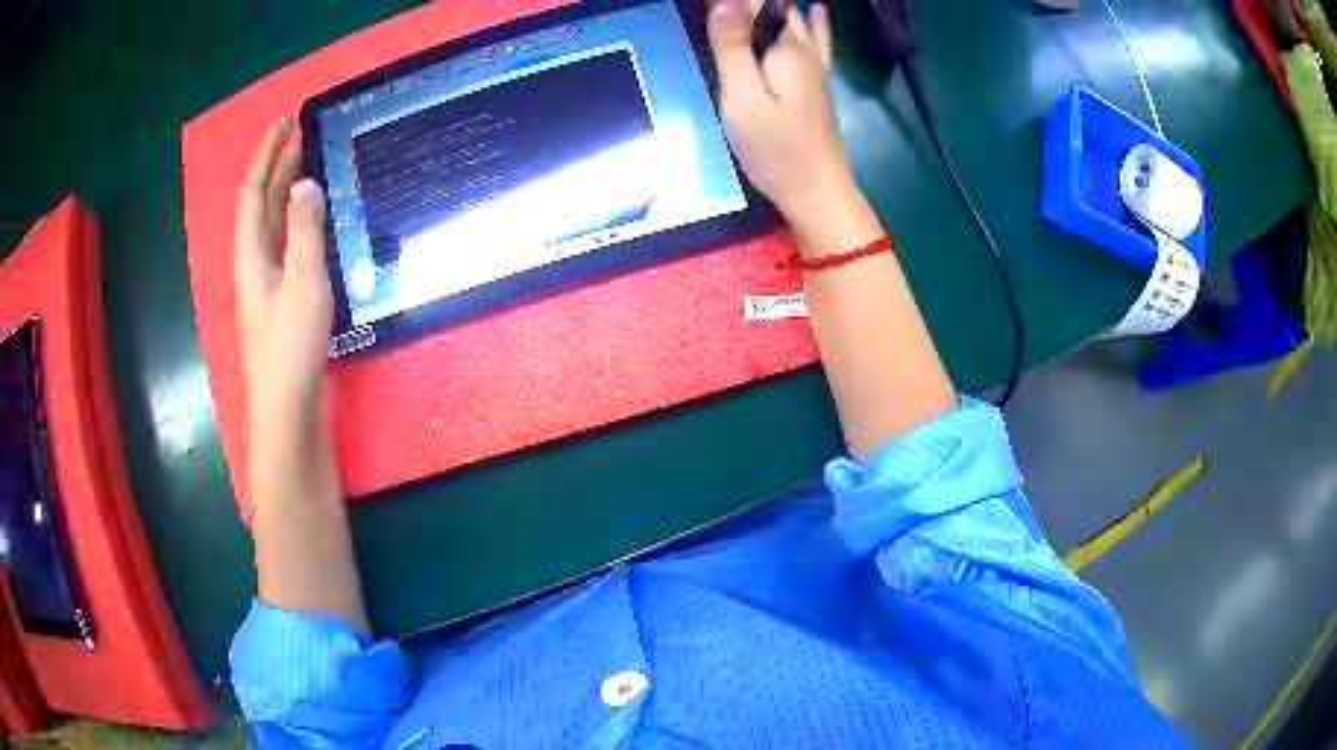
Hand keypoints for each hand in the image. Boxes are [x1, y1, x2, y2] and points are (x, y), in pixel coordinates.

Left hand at [234, 119, 332, 428]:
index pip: (252, 192)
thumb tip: (304, 182)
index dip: (266, 155)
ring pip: (273, 230)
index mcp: (252, 256)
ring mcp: (268, 287)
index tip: (285, 122)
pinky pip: (288, 250)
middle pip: (260, 209)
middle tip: (305, 141)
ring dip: (288, 197)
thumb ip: (304, 231)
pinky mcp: (283, 305)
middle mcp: (254, 266)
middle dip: (277, 171)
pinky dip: (300, 227)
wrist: (288, 410)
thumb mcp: (303, 282)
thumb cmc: (291, 346)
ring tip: (313, 174)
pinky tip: (318, 229)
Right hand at [707, 0, 864, 237]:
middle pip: (778, 8)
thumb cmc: (775, 148)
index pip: (756, 4)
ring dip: (777, 7)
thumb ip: (733, 46)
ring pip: (797, 20)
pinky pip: (818, 40)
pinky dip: (816, 21)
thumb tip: (724, 0)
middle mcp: (804, 50)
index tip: (708, 9)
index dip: (731, 3)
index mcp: (784, 47)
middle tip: (719, 10)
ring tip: (755, 4)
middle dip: (750, 4)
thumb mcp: (742, 96)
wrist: (817, 192)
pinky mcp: (816, 85)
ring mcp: (815, 68)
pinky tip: (817, 9)